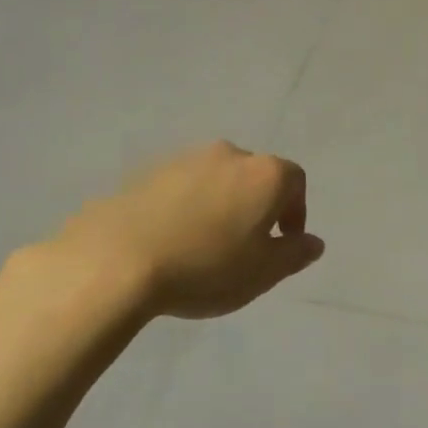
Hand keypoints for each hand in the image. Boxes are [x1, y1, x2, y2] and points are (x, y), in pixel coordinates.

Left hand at [8, 141, 325, 328]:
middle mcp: (228, 155)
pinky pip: (180, 189)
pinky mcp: (144, 173)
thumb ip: (295, 254)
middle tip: (246, 245)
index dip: (296, 212)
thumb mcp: (263, 272)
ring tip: (205, 245)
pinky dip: (185, 208)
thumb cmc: (205, 266)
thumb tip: (313, 243)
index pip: (295, 182)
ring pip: (215, 180)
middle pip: (254, 177)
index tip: (284, 243)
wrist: (114, 261)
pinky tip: (171, 241)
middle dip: (257, 207)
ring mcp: (183, 160)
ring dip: (220, 205)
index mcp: (264, 174)